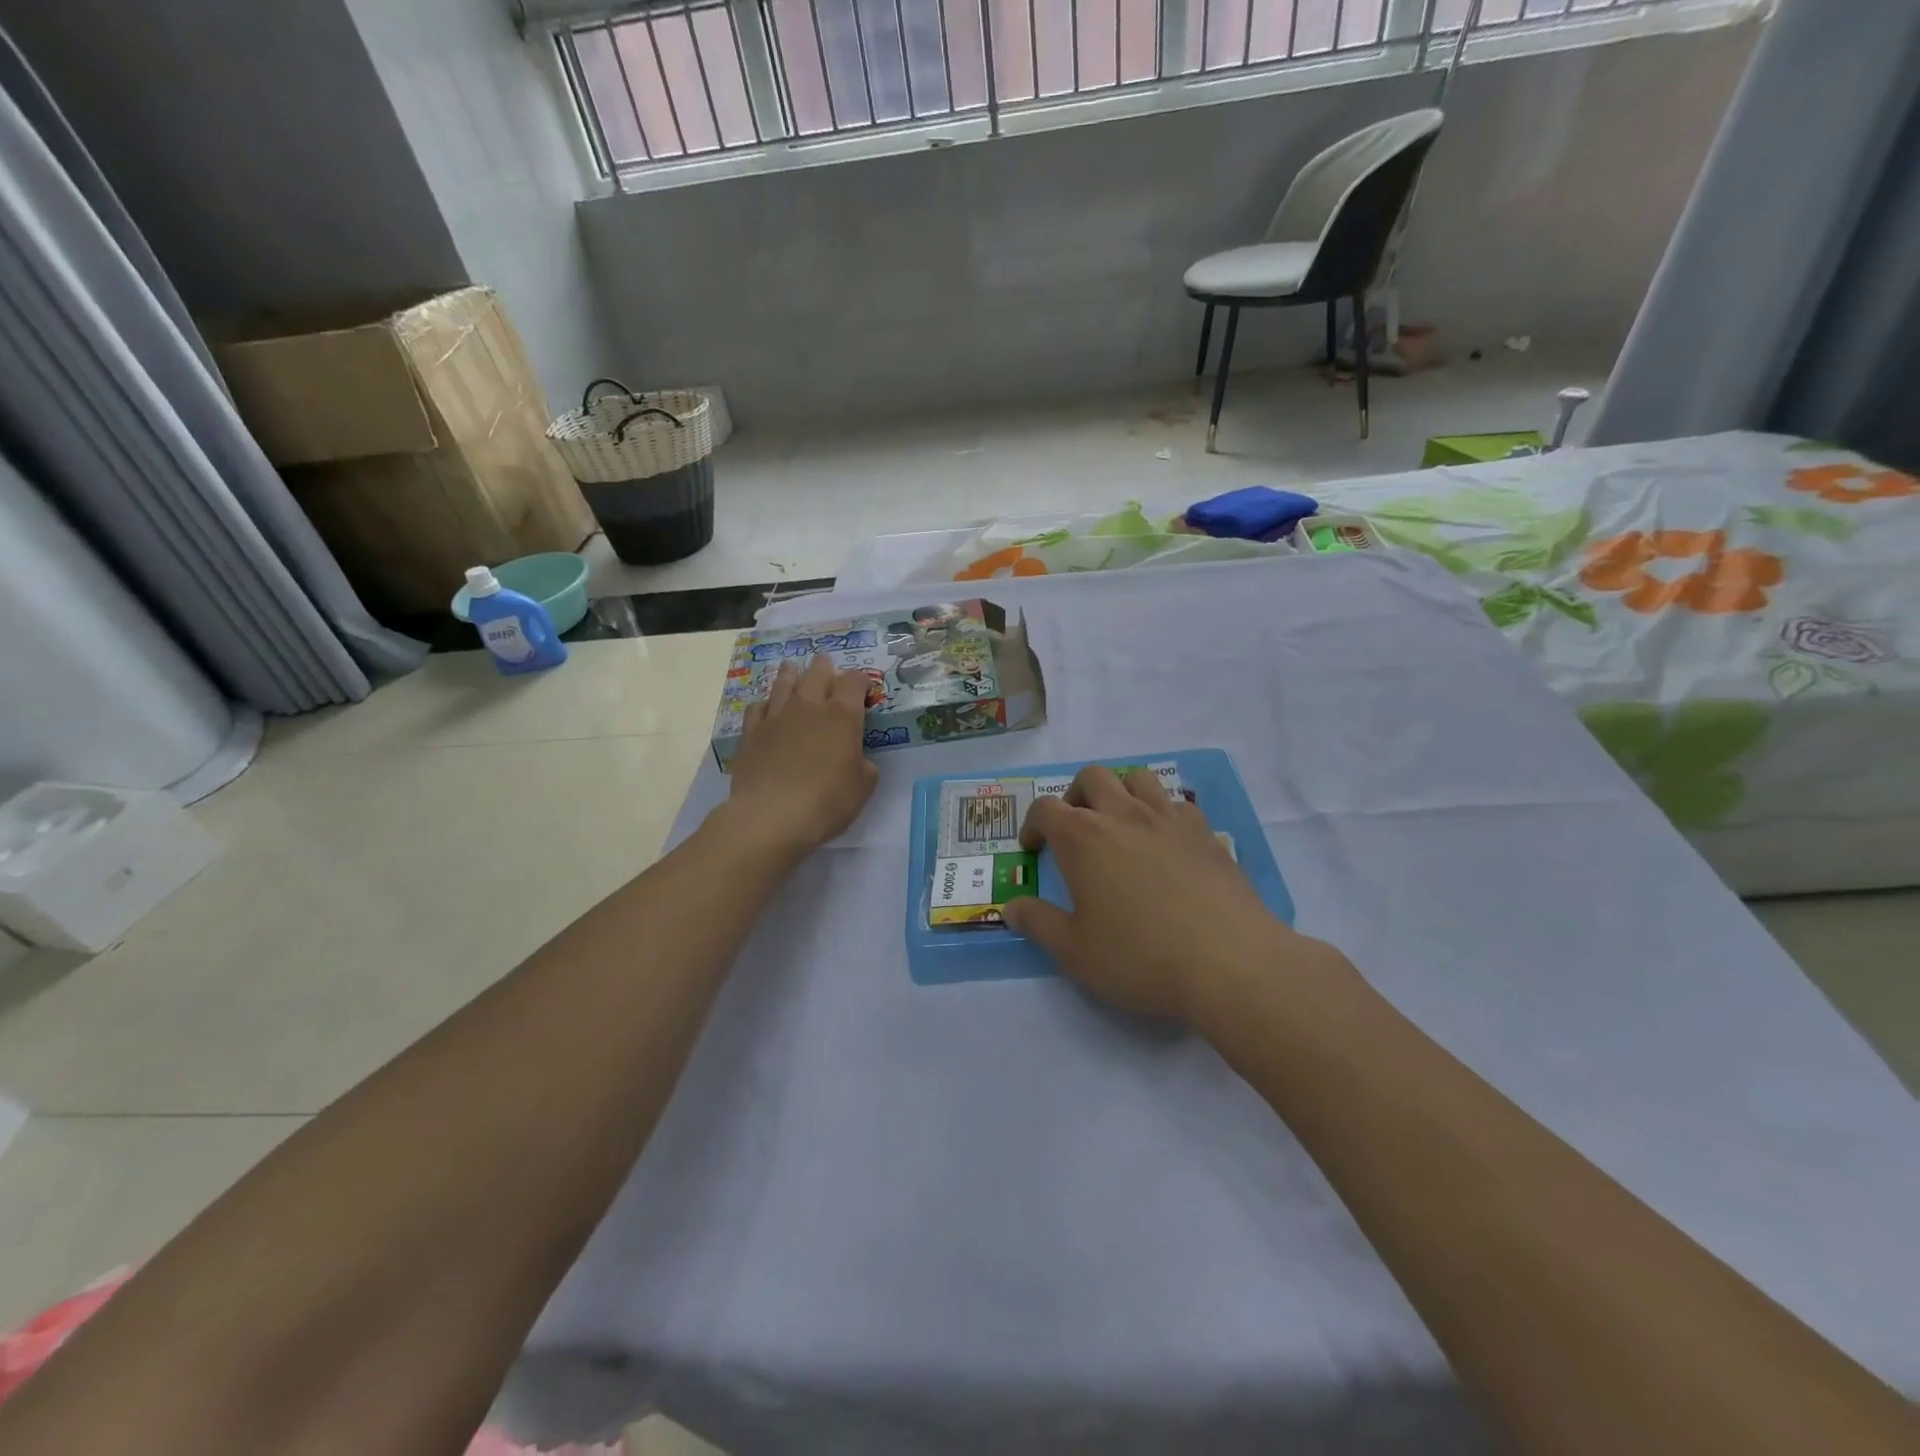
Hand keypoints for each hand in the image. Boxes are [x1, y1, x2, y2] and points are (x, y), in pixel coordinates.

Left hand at [725, 655, 878, 859]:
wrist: (771, 816)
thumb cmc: (827, 802)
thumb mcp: (862, 788)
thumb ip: (865, 766)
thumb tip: (859, 759)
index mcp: (842, 715)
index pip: (855, 681)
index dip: (861, 681)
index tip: (864, 690)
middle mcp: (809, 706)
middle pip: (818, 672)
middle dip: (826, 668)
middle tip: (827, 667)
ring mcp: (776, 716)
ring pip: (784, 682)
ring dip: (792, 675)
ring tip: (793, 670)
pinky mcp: (751, 732)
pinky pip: (757, 707)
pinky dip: (766, 703)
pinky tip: (767, 709)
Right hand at [1004, 765, 1342, 1025]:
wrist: (1229, 962)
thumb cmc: (1140, 957)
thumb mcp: (1075, 952)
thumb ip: (1038, 923)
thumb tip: (1012, 907)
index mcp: (1084, 838)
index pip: (1046, 808)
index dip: (1033, 825)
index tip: (1035, 850)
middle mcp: (1124, 815)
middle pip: (1092, 778)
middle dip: (1074, 797)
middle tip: (1074, 833)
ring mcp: (1169, 819)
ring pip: (1138, 779)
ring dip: (1120, 793)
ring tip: (1119, 827)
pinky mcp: (1206, 833)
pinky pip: (1177, 803)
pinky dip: (1162, 812)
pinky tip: (1165, 844)